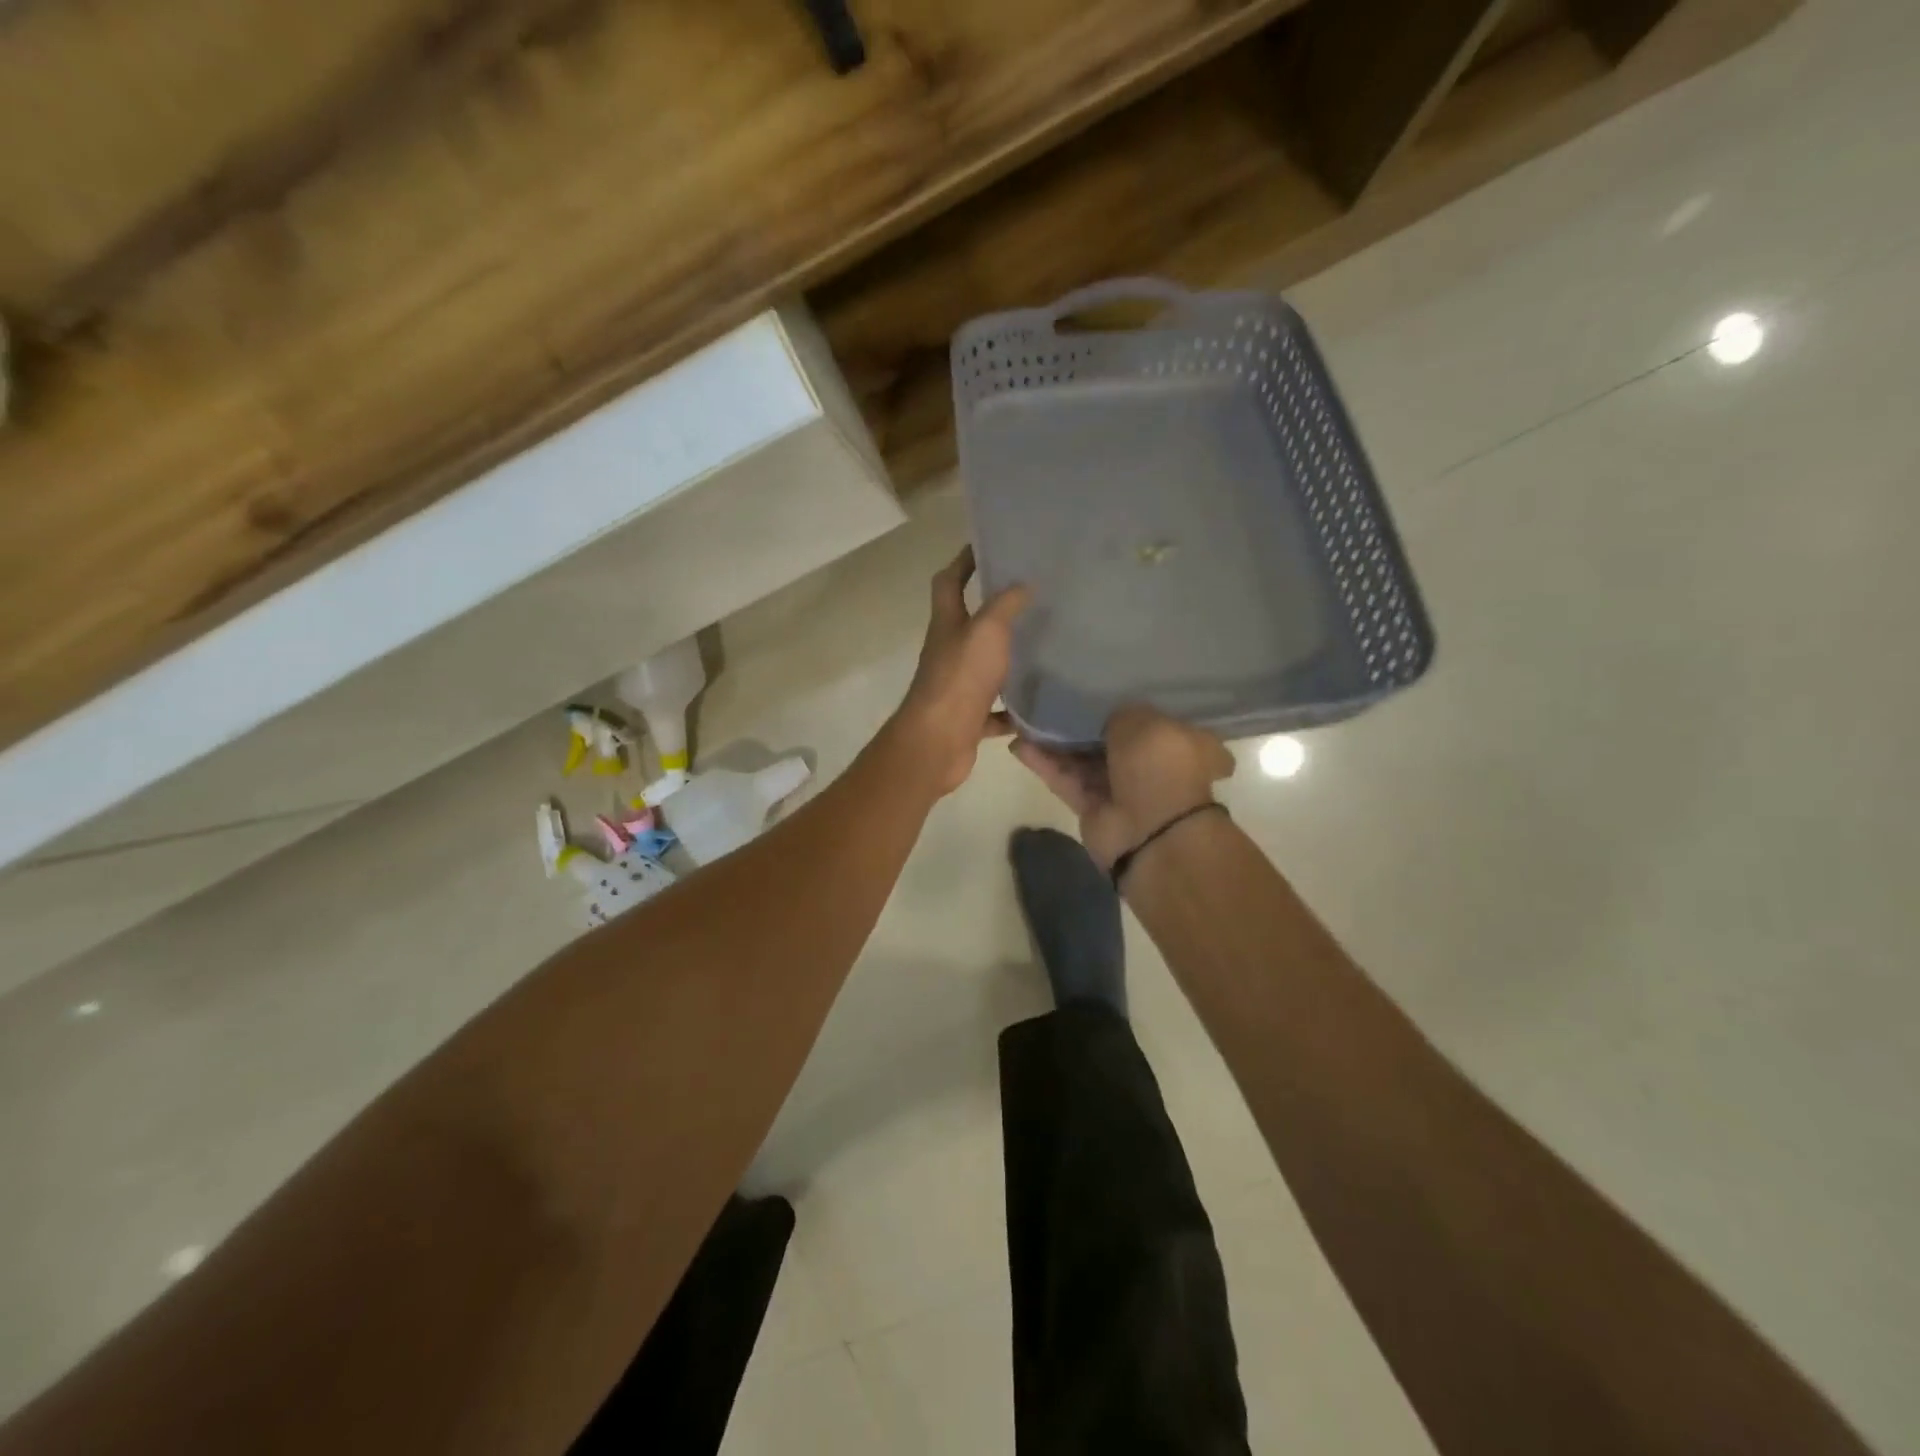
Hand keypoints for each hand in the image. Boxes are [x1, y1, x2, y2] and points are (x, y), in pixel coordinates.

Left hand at [890, 547, 1029, 795]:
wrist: (938, 741)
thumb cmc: (960, 678)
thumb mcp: (986, 631)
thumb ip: (1005, 605)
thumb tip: (1023, 582)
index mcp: (947, 624)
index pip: (949, 581)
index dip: (963, 561)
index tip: (987, 546)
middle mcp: (948, 651)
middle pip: (967, 623)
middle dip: (992, 609)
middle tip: (1030, 596)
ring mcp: (957, 685)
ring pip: (984, 666)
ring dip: (1007, 658)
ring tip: (1043, 647)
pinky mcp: (969, 717)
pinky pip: (996, 710)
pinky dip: (1014, 709)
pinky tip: (1039, 705)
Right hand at [1012, 705, 1234, 872]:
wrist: (1150, 832)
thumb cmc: (1159, 766)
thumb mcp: (1143, 720)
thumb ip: (1117, 710)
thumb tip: (1099, 713)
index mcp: (1180, 741)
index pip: (1151, 715)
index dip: (1124, 698)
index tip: (1096, 681)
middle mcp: (1152, 764)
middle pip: (1110, 737)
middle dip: (1082, 720)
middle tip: (1052, 695)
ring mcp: (1121, 788)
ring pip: (1083, 758)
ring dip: (1056, 740)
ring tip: (1025, 716)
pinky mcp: (1093, 808)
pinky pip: (1066, 779)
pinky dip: (1045, 763)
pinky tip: (1019, 743)